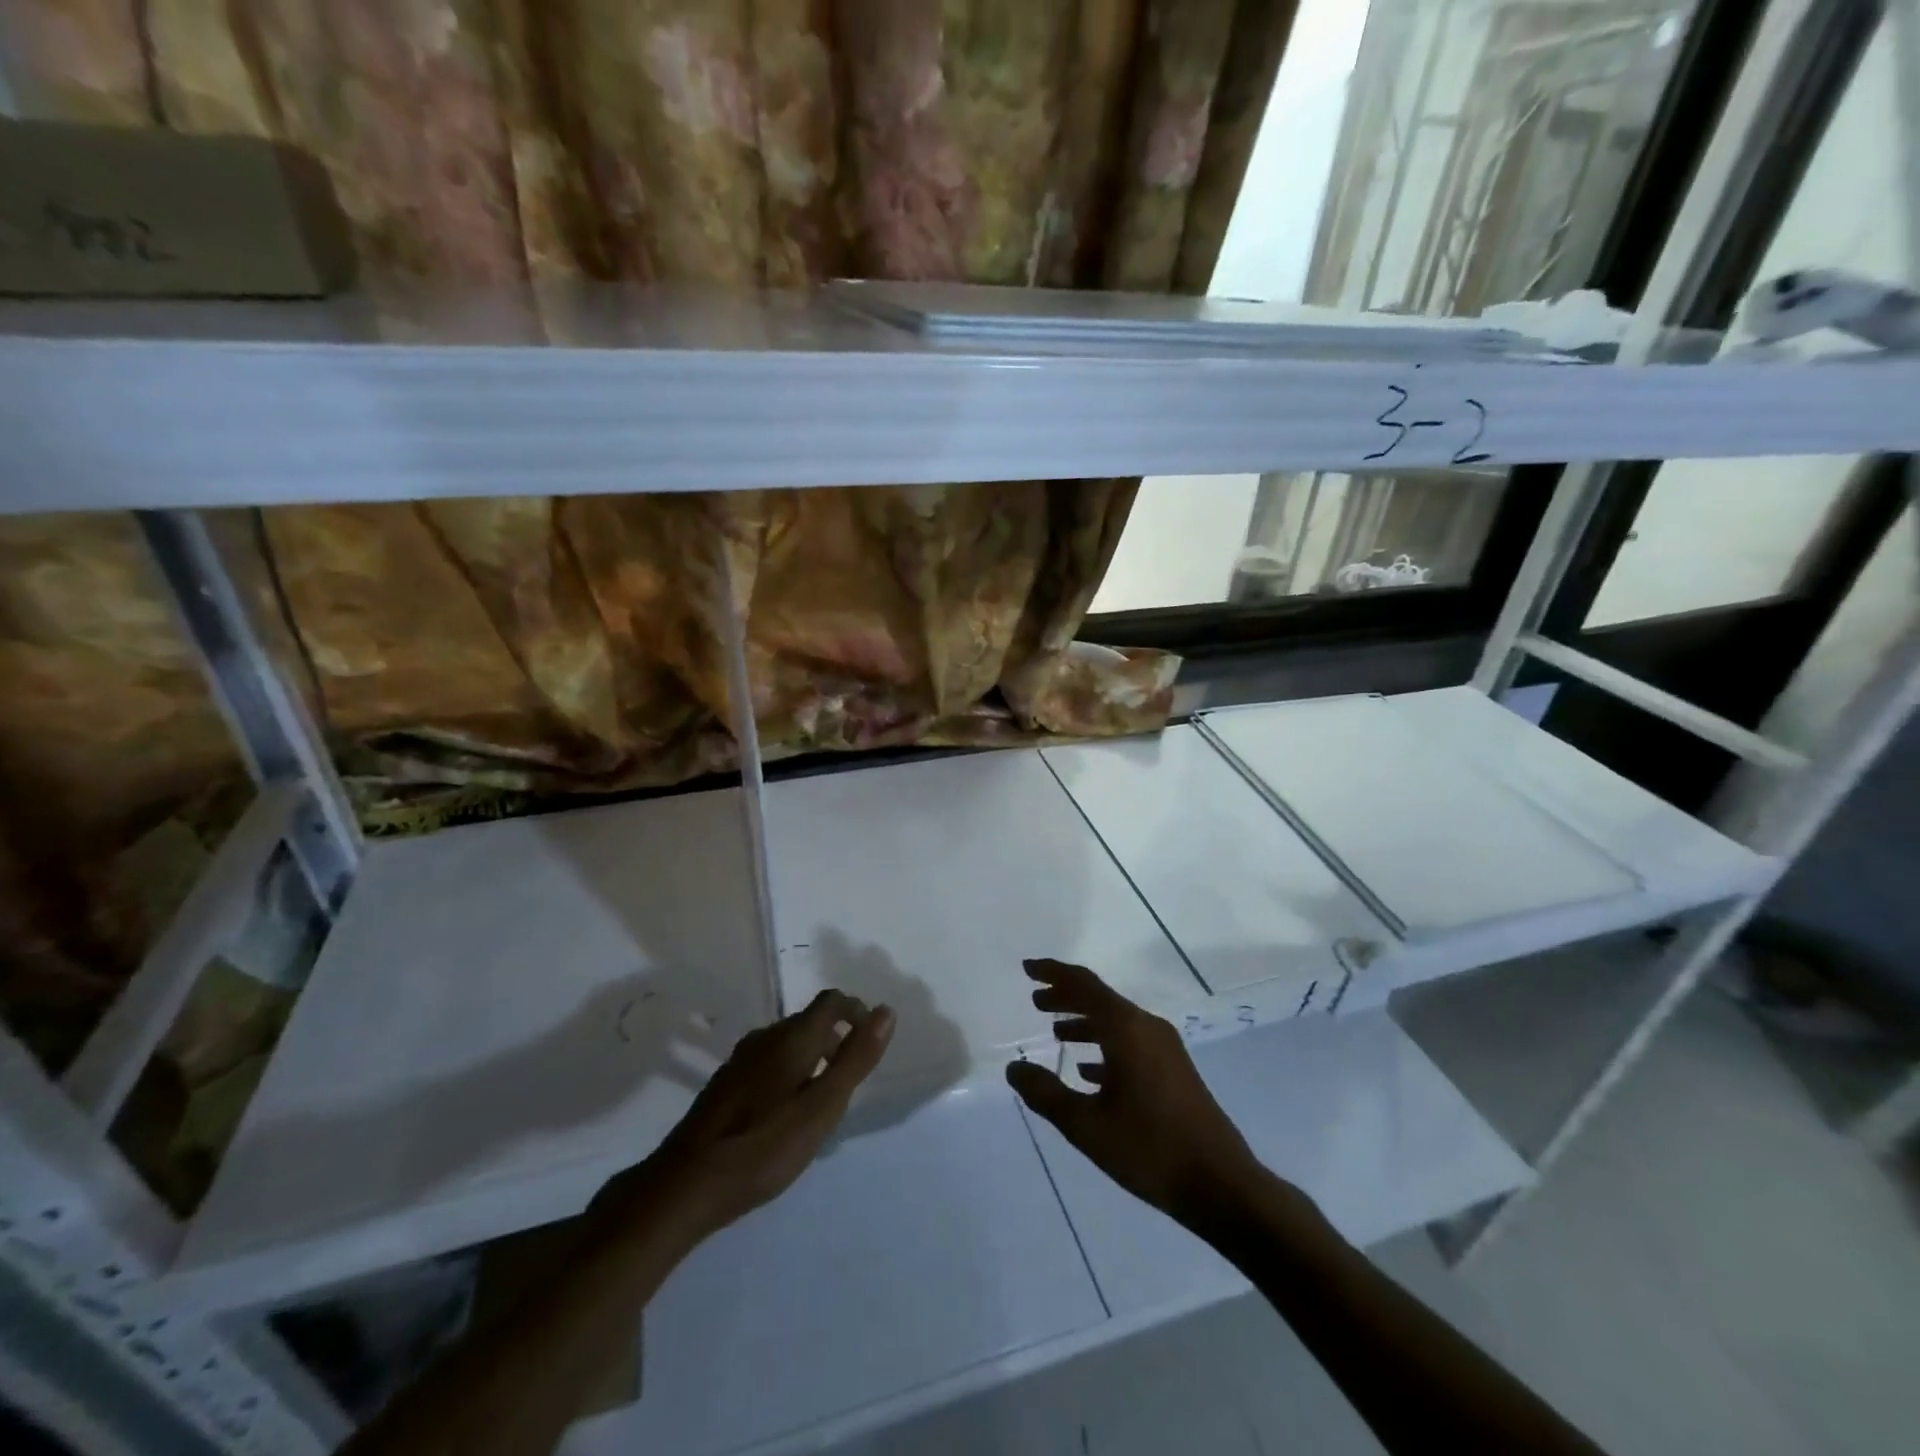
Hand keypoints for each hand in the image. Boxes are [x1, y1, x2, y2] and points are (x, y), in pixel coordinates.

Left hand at [603, 990, 893, 1239]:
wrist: (685, 1185)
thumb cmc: (764, 1146)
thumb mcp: (822, 1107)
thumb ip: (856, 1059)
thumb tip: (885, 1012)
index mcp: (791, 1037)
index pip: (831, 1002)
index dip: (856, 1012)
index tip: (869, 1043)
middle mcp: (765, 1038)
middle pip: (809, 1022)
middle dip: (835, 1040)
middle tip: (848, 1082)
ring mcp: (740, 1060)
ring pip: (786, 1044)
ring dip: (811, 1059)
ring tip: (820, 1102)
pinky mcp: (724, 1084)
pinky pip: (767, 1063)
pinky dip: (788, 1074)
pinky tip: (783, 1114)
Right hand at [1005, 959, 1261, 1223]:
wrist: (1221, 1185)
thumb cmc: (1149, 1149)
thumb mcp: (1086, 1125)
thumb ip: (1046, 1093)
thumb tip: (1014, 1068)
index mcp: (1126, 1029)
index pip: (1084, 985)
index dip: (1054, 973)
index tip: (1028, 968)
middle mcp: (1147, 1028)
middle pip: (1100, 999)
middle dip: (1066, 997)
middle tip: (1037, 1001)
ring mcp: (1165, 1049)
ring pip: (1116, 1022)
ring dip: (1085, 1022)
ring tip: (1056, 1032)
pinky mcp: (1174, 1070)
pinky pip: (1131, 1042)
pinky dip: (1105, 1045)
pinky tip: (1088, 1071)